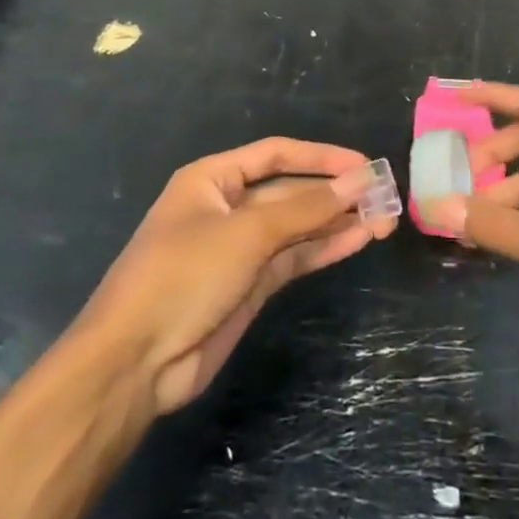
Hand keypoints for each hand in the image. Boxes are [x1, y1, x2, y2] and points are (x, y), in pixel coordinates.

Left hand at [78, 139, 395, 412]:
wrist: (134, 364)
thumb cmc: (183, 276)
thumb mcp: (247, 233)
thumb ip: (307, 207)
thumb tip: (362, 178)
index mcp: (213, 180)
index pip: (277, 155)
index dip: (322, 157)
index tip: (365, 165)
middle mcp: (227, 208)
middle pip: (291, 191)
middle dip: (335, 193)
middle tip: (384, 197)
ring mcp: (239, 249)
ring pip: (298, 226)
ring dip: (337, 222)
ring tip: (384, 219)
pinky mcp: (249, 285)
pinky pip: (294, 257)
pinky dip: (324, 248)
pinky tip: (358, 240)